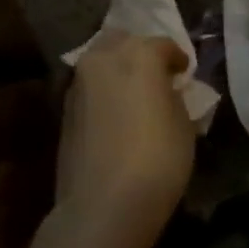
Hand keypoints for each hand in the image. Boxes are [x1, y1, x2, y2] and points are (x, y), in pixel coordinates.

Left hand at [57, 31, 195, 240]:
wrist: (102, 206)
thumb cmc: (157, 160)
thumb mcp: (184, 125)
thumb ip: (174, 97)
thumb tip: (166, 91)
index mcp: (139, 54)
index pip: (163, 45)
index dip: (178, 59)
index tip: (184, 74)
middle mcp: (103, 58)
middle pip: (123, 41)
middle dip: (140, 52)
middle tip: (156, 76)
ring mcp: (78, 83)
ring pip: (100, 61)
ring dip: (118, 70)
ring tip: (134, 95)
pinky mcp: (63, 110)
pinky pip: (89, 87)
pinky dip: (103, 92)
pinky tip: (116, 114)